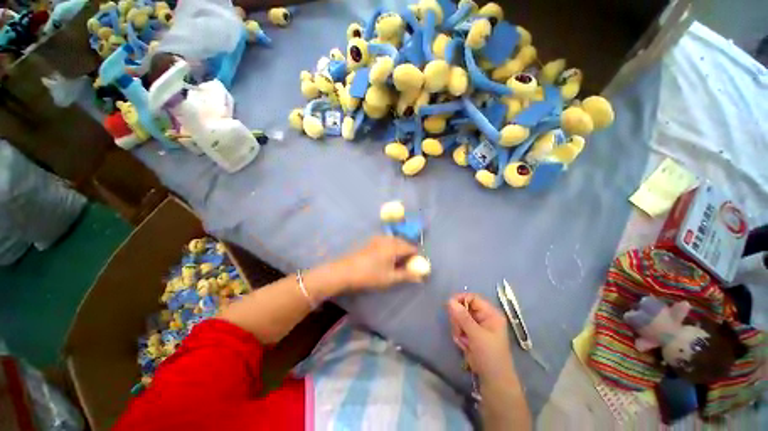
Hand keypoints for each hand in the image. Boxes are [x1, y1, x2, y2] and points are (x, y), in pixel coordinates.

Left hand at [334, 235, 421, 290]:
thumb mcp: (390, 278)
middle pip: (403, 242)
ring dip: (400, 249)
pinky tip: (387, 257)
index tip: (417, 265)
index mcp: (394, 247)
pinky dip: (391, 247)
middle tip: (408, 264)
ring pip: (395, 241)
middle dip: (408, 252)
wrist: (345, 271)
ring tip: (397, 262)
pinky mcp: (371, 241)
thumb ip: (406, 275)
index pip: (411, 248)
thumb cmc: (370, 276)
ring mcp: (378, 239)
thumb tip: (420, 277)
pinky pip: (387, 241)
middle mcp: (388, 239)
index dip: (416, 256)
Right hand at [447, 293, 515, 381]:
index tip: (448, 305)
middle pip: (463, 307)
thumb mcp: (476, 335)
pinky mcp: (472, 333)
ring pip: (459, 318)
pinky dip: (459, 335)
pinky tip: (464, 345)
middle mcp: (484, 316)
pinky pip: (459, 327)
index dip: (460, 299)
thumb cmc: (489, 355)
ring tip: (463, 341)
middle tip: (459, 331)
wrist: (493, 380)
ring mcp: (477, 325)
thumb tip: (449, 300)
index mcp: (490, 313)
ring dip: (458, 329)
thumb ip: (462, 317)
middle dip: (458, 319)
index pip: (472, 297)